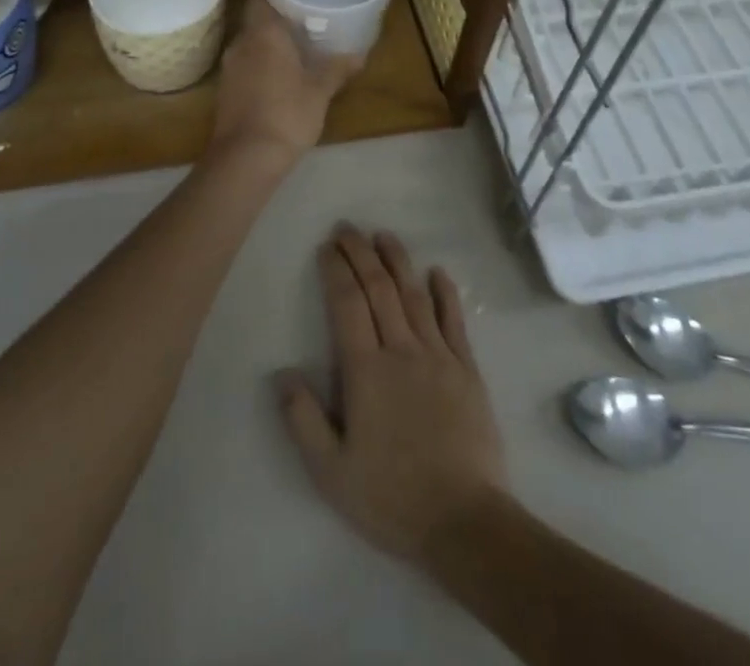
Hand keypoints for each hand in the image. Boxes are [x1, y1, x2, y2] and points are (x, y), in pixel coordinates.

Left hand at [209, 0, 359, 165]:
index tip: (295, 1)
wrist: (246, 157)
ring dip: (266, 49)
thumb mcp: (320, 92)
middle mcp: (241, 44)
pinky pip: (242, 68)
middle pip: (254, 23)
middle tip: (302, 29)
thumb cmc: (287, 114)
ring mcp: (228, 68)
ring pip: (248, 46)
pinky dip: (257, 69)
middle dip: (275, 25)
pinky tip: (277, 82)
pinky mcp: (223, 91)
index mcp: (264, 34)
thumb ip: (337, 69)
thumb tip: (360, 55)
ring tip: (293, 56)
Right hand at [277, 225, 507, 562]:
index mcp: (366, 371)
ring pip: (414, 295)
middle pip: (378, 288)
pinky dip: (445, 293)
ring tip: (383, 235)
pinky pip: (454, 321)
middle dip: (360, 253)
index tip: (326, 247)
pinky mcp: (467, 370)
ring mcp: (438, 356)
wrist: (464, 522)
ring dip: (397, 261)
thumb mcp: (331, 472)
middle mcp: (401, 350)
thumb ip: (303, 419)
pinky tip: (437, 272)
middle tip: (347, 228)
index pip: (347, 304)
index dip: (335, 270)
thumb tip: (282, 372)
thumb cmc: (391, 497)